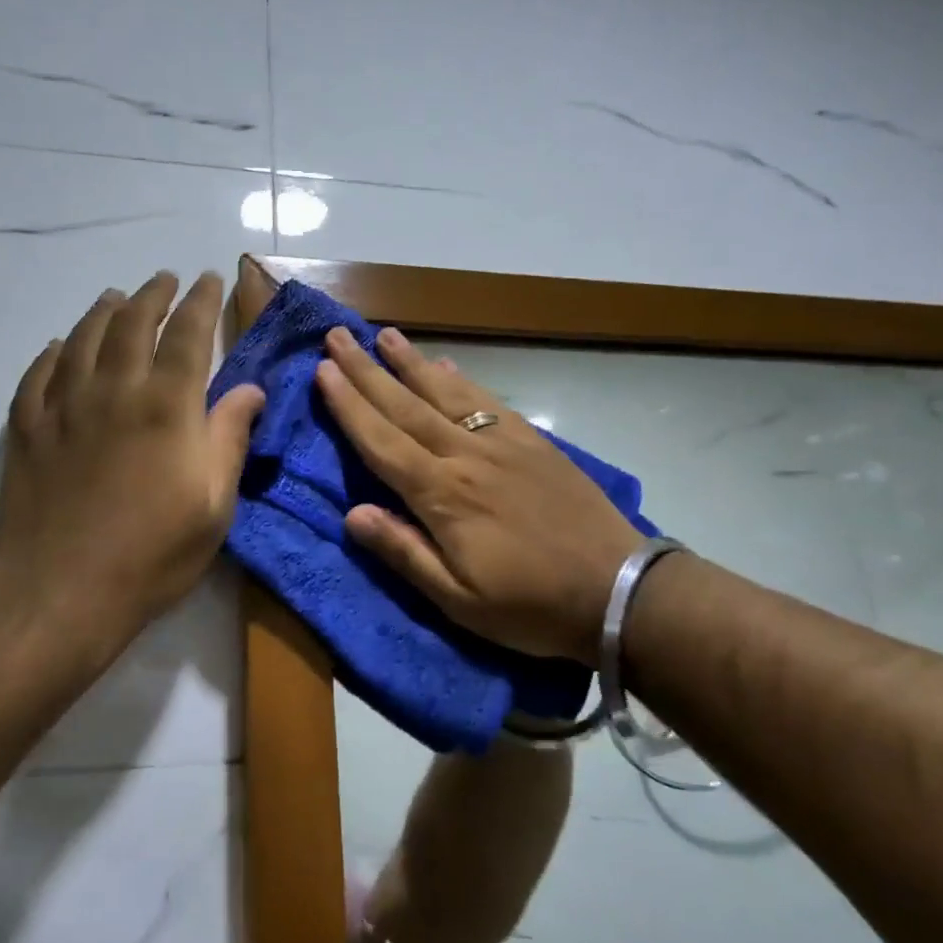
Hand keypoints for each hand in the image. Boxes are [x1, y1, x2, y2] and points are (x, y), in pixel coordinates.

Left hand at [0, 271, 264, 660]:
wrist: (61, 590)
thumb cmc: (152, 552)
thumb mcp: (214, 503)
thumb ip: (230, 437)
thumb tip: (251, 388)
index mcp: (166, 404)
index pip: (188, 334)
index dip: (201, 302)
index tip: (210, 279)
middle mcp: (114, 389)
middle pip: (133, 323)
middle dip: (153, 295)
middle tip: (164, 279)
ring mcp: (63, 406)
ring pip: (83, 339)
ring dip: (103, 312)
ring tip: (115, 297)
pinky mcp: (28, 430)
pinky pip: (38, 375)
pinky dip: (52, 353)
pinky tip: (58, 346)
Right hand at [315, 326, 643, 665]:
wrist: (618, 591)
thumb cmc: (530, 606)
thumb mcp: (458, 601)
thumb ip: (403, 552)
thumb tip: (352, 513)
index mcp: (443, 496)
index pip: (382, 442)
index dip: (349, 406)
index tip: (323, 371)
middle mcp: (466, 457)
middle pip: (405, 406)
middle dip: (366, 370)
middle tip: (337, 337)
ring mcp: (502, 444)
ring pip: (445, 394)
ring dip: (410, 363)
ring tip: (384, 335)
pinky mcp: (532, 443)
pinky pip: (487, 402)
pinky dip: (461, 380)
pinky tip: (446, 366)